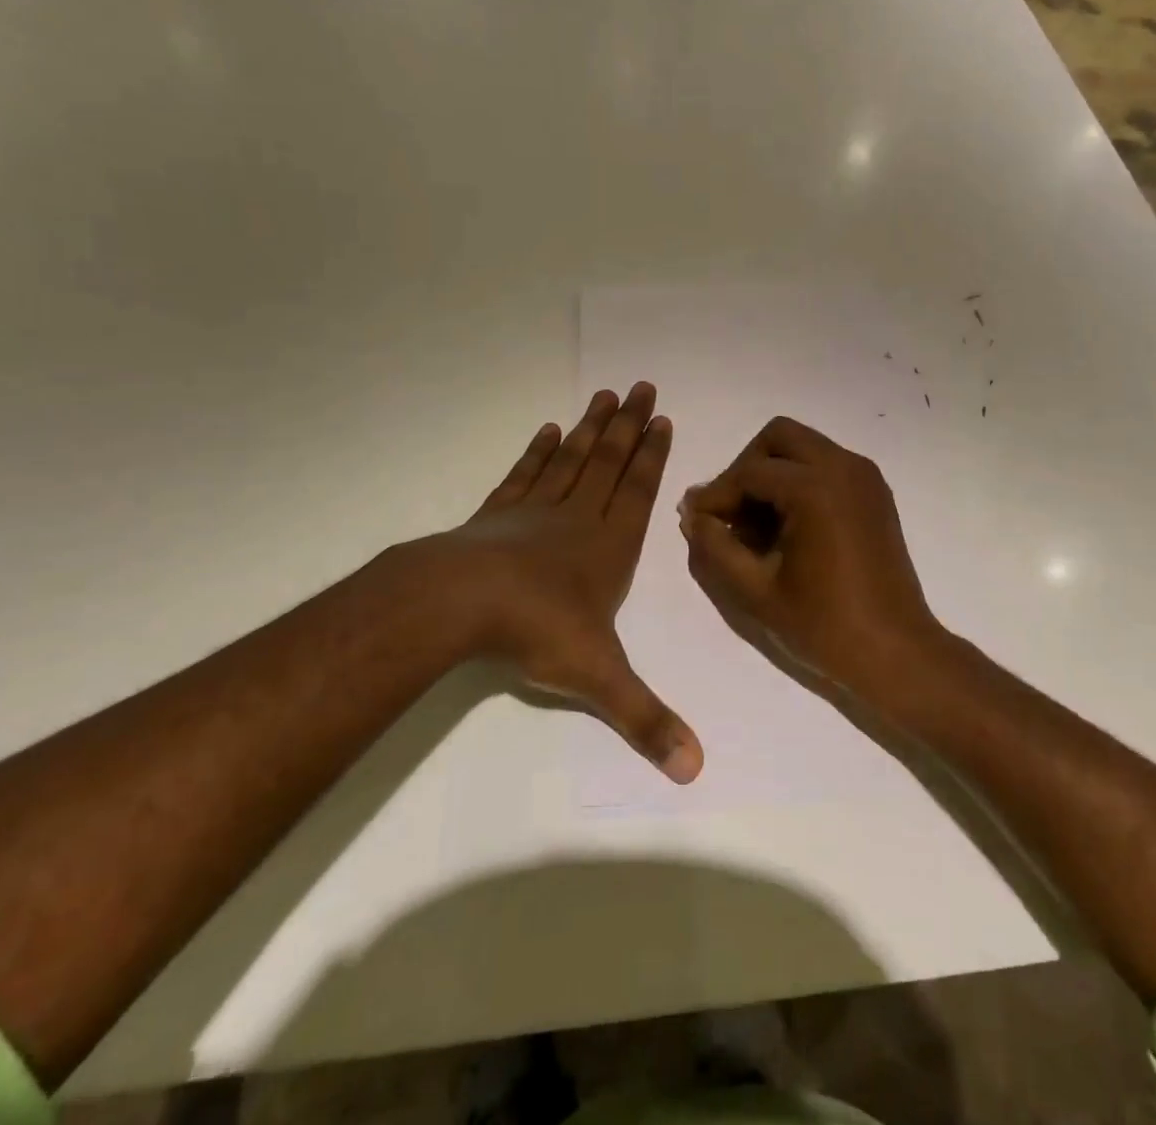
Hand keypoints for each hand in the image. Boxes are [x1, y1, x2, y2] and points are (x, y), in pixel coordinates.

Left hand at [401, 383, 702, 783]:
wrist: (459, 604)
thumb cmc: (538, 632)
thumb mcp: (600, 680)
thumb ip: (645, 719)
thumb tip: (696, 769)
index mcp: (608, 547)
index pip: (639, 491)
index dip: (653, 455)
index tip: (663, 419)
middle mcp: (577, 519)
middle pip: (609, 461)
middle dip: (629, 425)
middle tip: (642, 386)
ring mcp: (534, 511)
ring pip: (572, 459)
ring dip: (591, 427)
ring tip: (605, 395)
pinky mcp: (496, 514)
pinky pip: (525, 474)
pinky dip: (538, 451)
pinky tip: (548, 431)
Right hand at [678, 417, 947, 704]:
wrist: (896, 652)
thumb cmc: (824, 626)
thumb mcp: (755, 590)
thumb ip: (715, 546)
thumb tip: (693, 515)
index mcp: (816, 488)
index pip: (749, 472)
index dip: (716, 496)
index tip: (696, 522)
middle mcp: (844, 467)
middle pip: (778, 438)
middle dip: (746, 468)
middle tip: (729, 513)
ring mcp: (864, 477)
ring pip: (803, 448)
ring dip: (772, 474)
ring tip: (755, 526)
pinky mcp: (874, 492)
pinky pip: (826, 465)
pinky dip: (799, 481)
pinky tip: (786, 528)